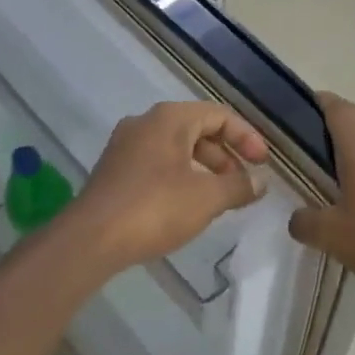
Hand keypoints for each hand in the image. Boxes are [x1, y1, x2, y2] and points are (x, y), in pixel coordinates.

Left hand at [70, 102, 269, 272]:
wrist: (91, 239)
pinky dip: (181, 177)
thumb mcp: (207, 197)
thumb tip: (260, 183)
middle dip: (226, 156)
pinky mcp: (114, 171)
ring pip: (176, 148)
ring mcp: (125, 146)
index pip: (219, 115)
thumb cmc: (155, 208)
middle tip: (243, 184)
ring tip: (221, 198)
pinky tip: (188, 205)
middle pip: (197, 129)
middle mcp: (144, 123)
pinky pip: (157, 164)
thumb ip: (239, 186)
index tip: (263, 165)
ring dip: (204, 168)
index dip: (247, 137)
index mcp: (168, 119)